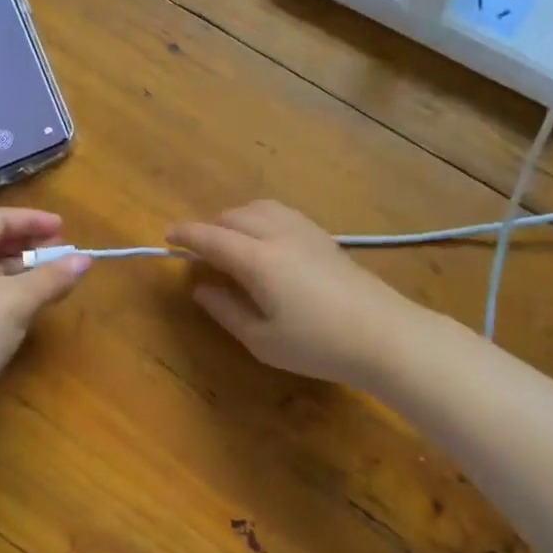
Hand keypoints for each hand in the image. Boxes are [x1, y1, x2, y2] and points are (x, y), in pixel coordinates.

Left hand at [0, 208, 90, 399]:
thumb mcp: (19, 300)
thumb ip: (53, 276)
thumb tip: (86, 260)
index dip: (31, 220)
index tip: (63, 227)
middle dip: (28, 243)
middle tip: (61, 250)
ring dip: (22, 267)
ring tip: (55, 273)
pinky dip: (10, 288)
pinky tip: (35, 297)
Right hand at [166, 200, 423, 388]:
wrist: (385, 335)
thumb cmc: (318, 345)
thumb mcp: (263, 339)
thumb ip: (226, 310)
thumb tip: (200, 288)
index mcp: (258, 260)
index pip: (211, 237)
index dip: (186, 235)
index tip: (167, 237)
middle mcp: (278, 235)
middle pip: (234, 216)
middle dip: (210, 228)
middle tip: (200, 252)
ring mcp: (305, 231)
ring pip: (259, 208)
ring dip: (236, 219)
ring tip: (231, 244)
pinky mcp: (323, 237)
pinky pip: (281, 213)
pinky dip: (260, 218)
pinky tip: (265, 242)